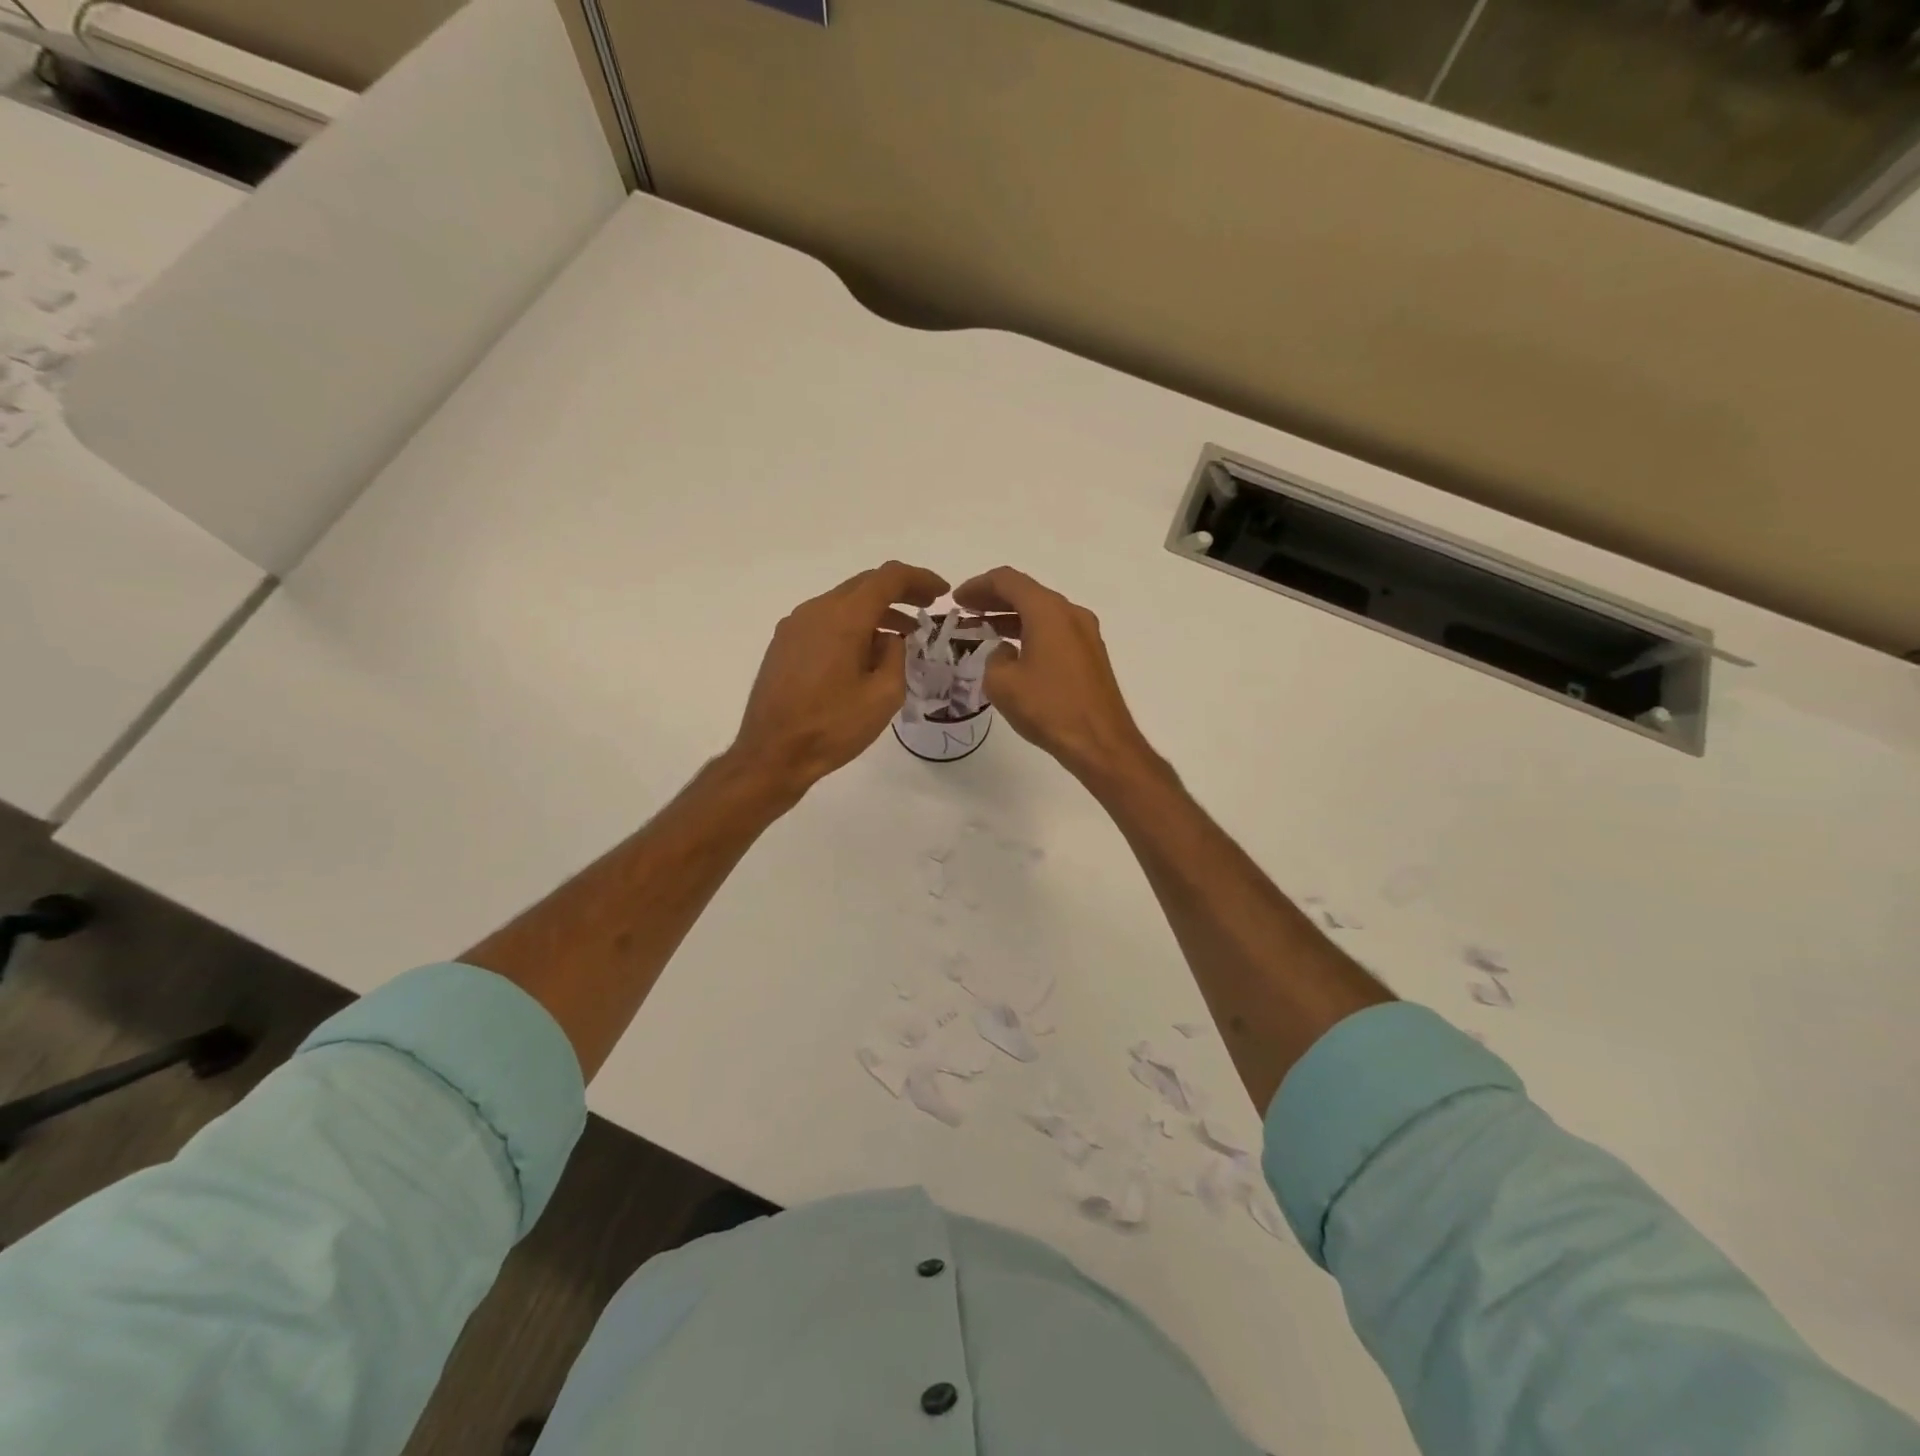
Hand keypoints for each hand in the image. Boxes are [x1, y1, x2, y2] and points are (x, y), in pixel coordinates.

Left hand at [731, 560, 948, 797]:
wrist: (772, 754)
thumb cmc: (832, 727)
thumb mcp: (884, 696)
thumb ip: (896, 656)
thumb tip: (890, 640)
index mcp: (843, 617)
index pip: (888, 578)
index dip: (920, 578)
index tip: (942, 592)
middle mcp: (816, 610)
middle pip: (864, 585)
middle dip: (900, 592)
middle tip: (927, 607)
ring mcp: (794, 626)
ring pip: (843, 603)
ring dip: (876, 612)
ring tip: (902, 637)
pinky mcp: (784, 644)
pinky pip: (826, 621)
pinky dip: (853, 626)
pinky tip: (866, 654)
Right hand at [953, 567, 1156, 785]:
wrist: (1100, 742)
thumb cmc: (1048, 708)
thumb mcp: (1002, 683)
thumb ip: (994, 657)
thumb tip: (1006, 653)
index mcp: (1048, 611)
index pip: (1007, 581)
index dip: (978, 586)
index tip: (957, 601)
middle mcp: (1071, 613)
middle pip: (1027, 593)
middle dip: (993, 599)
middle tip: (966, 611)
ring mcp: (1086, 634)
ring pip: (1041, 613)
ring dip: (1010, 617)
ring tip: (982, 631)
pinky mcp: (1091, 655)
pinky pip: (1054, 631)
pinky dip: (1029, 632)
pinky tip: (1012, 650)